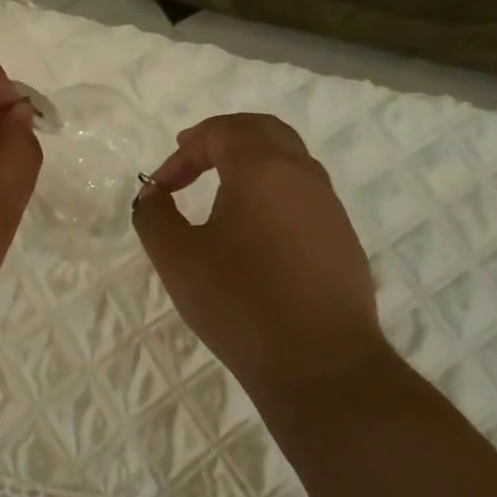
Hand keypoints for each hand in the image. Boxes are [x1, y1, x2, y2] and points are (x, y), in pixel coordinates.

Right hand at [133, 113, 383, 391]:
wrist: (321, 365)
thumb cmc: (240, 302)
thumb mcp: (176, 258)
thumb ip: (154, 216)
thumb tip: (153, 195)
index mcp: (262, 168)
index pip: (220, 132)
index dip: (183, 152)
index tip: (163, 188)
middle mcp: (302, 174)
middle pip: (262, 130)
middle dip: (221, 139)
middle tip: (192, 159)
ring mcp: (329, 206)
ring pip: (289, 159)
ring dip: (250, 164)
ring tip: (221, 192)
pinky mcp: (342, 238)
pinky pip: (303, 194)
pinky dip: (273, 191)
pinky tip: (255, 232)